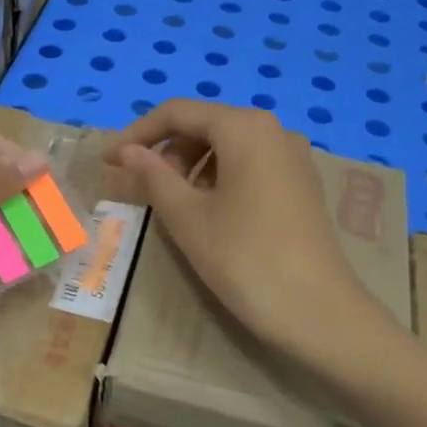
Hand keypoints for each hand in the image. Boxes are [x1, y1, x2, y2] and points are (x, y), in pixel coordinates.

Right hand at [106, 100, 384, 361]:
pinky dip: (219, 176)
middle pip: (205, 124)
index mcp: (244, 128)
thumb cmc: (245, 259)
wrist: (320, 313)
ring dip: (190, 164)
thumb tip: (126, 151)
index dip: (137, 133)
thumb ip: (152, 176)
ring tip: (170, 200)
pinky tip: (207, 209)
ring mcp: (293, 156)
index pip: (178, 113)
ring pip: (228, 145)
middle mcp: (274, 130)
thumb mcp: (188, 218)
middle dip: (165, 149)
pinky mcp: (301, 183)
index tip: (107, 161)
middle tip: (136, 185)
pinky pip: (250, 163)